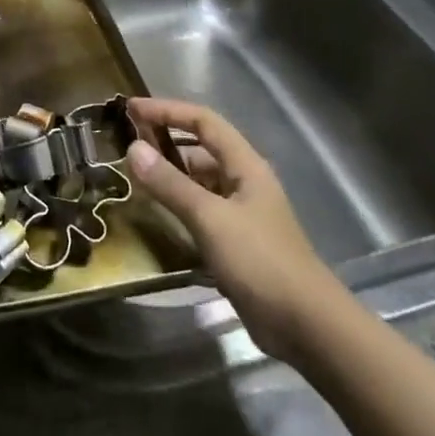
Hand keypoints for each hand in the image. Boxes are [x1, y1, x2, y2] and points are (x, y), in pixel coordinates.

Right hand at [125, 98, 332, 360]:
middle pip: (202, 147)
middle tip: (128, 140)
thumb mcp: (210, 219)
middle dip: (166, 138)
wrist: (306, 327)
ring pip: (200, 180)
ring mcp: (242, 213)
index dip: (167, 110)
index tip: (131, 108)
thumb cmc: (260, 262)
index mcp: (245, 165)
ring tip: (134, 175)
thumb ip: (170, 184)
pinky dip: (178, 204)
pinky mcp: (236, 241)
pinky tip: (156, 213)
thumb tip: (133, 148)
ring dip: (171, 173)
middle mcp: (244, 181)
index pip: (203, 121)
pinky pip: (201, 209)